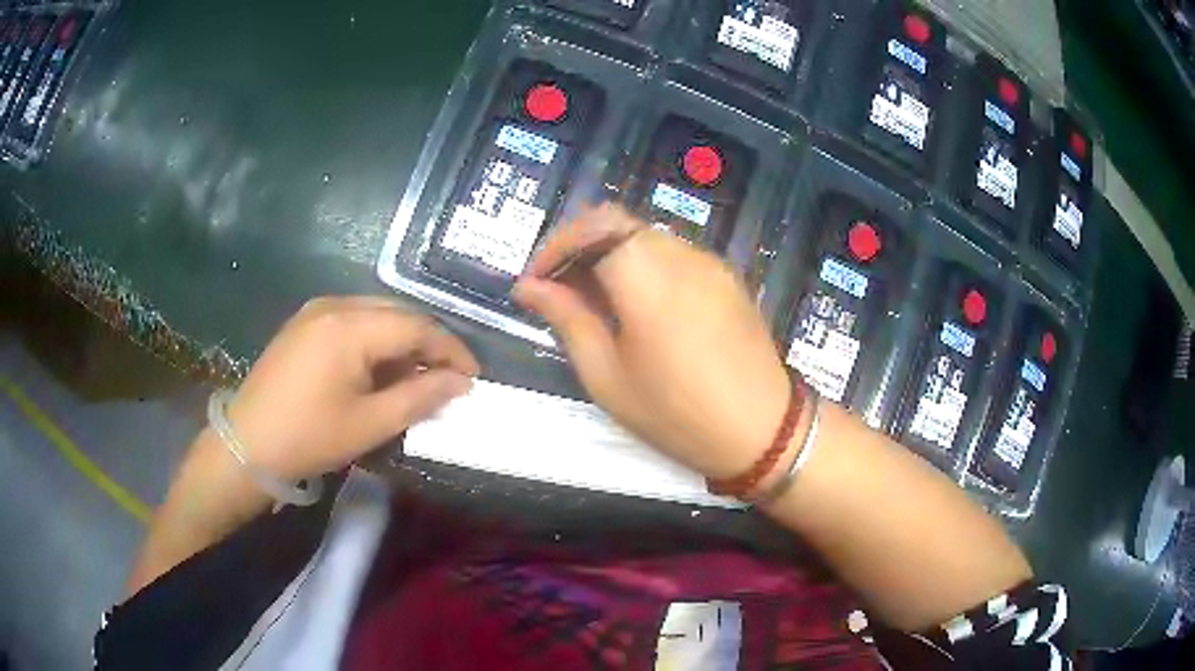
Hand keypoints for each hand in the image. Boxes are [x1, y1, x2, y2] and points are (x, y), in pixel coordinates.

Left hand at [225, 297, 479, 480]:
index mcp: (350, 326)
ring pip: (376, 314)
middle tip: (449, 377)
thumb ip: (420, 397)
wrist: (247, 443)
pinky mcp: (304, 322)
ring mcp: (315, 310)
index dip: (451, 349)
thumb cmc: (309, 437)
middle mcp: (334, 304)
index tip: (473, 377)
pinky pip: (353, 319)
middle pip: (398, 313)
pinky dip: (375, 340)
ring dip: (402, 341)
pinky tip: (378, 368)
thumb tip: (461, 383)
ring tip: (416, 376)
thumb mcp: (370, 424)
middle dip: (428, 343)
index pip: (416, 326)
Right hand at [513, 203, 790, 479]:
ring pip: (645, 238)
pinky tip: (639, 307)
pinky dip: (644, 266)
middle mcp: (680, 254)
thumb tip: (530, 287)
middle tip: (559, 292)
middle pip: (618, 225)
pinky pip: (674, 255)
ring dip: (611, 256)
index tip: (536, 281)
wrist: (763, 431)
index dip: (556, 246)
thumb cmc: (676, 414)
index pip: (591, 227)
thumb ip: (567, 319)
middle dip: (580, 248)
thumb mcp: (607, 376)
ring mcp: (710, 262)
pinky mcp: (727, 277)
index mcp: (646, 276)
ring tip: (596, 303)